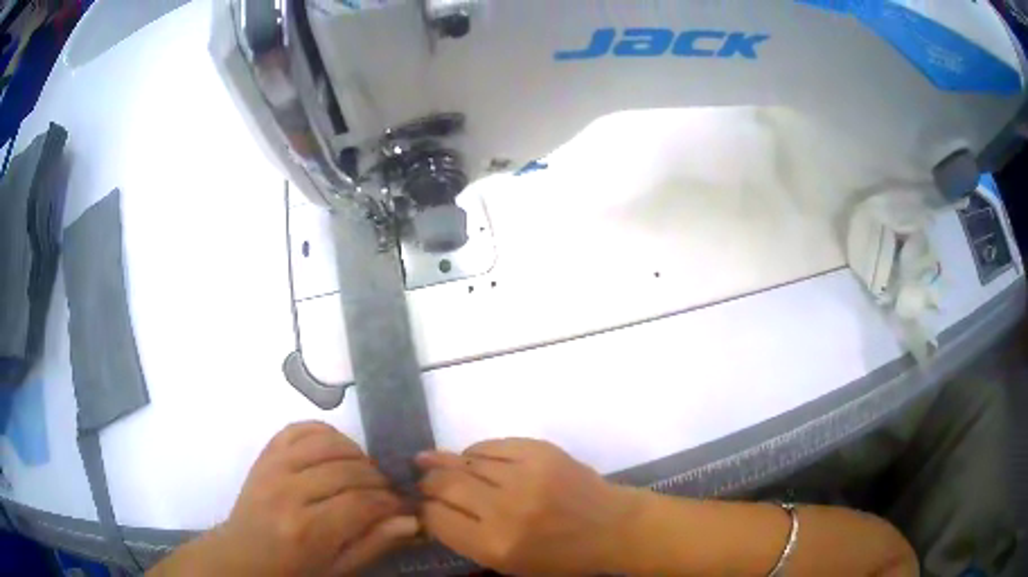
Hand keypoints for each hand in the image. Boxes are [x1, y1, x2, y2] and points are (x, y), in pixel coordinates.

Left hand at [181, 422, 417, 575]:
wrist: (243, 555)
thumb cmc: (294, 569)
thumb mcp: (338, 568)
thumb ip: (374, 543)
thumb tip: (412, 519)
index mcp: (308, 530)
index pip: (362, 503)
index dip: (391, 502)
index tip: (404, 505)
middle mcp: (289, 493)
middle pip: (349, 471)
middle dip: (379, 479)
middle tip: (388, 491)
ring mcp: (273, 467)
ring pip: (328, 443)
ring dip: (356, 454)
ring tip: (364, 472)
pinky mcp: (265, 454)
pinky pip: (300, 429)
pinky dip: (326, 433)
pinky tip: (338, 451)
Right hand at [416, 438, 639, 575]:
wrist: (612, 528)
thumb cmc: (560, 557)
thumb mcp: (509, 565)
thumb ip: (467, 539)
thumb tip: (432, 509)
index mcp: (495, 545)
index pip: (436, 518)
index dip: (424, 510)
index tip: (422, 506)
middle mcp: (505, 509)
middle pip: (444, 485)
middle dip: (427, 483)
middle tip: (423, 480)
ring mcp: (525, 476)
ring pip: (464, 461)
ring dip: (445, 463)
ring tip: (434, 462)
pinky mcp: (541, 451)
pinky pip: (491, 445)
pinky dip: (476, 452)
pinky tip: (473, 458)